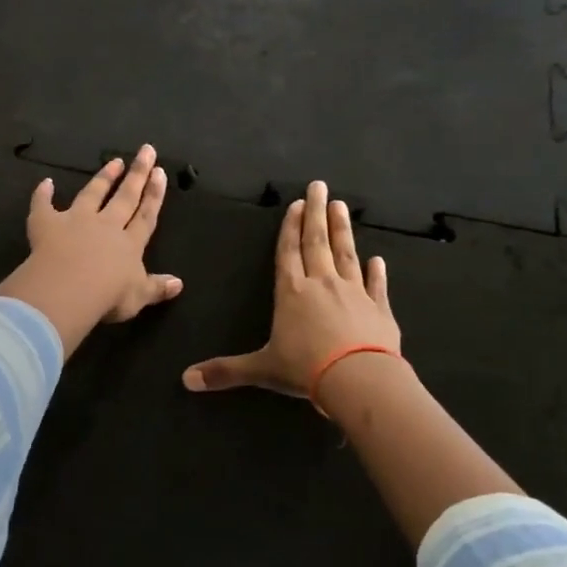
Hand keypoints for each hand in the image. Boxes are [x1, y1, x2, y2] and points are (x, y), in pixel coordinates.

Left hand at [0, 144, 183, 355]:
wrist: (68, 289)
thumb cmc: (108, 297)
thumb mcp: (138, 297)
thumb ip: (157, 288)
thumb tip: (179, 284)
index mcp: (129, 244)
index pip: (146, 215)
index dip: (154, 194)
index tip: (160, 172)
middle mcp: (106, 225)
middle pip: (125, 196)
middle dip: (137, 174)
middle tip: (146, 150)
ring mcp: (76, 220)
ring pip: (92, 194)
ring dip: (103, 178)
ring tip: (113, 161)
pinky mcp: (48, 224)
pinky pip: (44, 206)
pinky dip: (43, 195)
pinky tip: (45, 183)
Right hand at [183, 179, 399, 398]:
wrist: (359, 379)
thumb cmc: (306, 369)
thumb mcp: (262, 369)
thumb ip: (226, 371)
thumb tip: (186, 380)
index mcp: (292, 293)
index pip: (288, 253)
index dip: (290, 228)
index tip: (297, 204)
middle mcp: (322, 285)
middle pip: (317, 243)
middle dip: (316, 214)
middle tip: (320, 186)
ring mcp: (354, 294)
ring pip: (346, 255)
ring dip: (343, 231)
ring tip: (342, 206)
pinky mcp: (380, 310)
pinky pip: (377, 286)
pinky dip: (377, 273)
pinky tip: (378, 259)